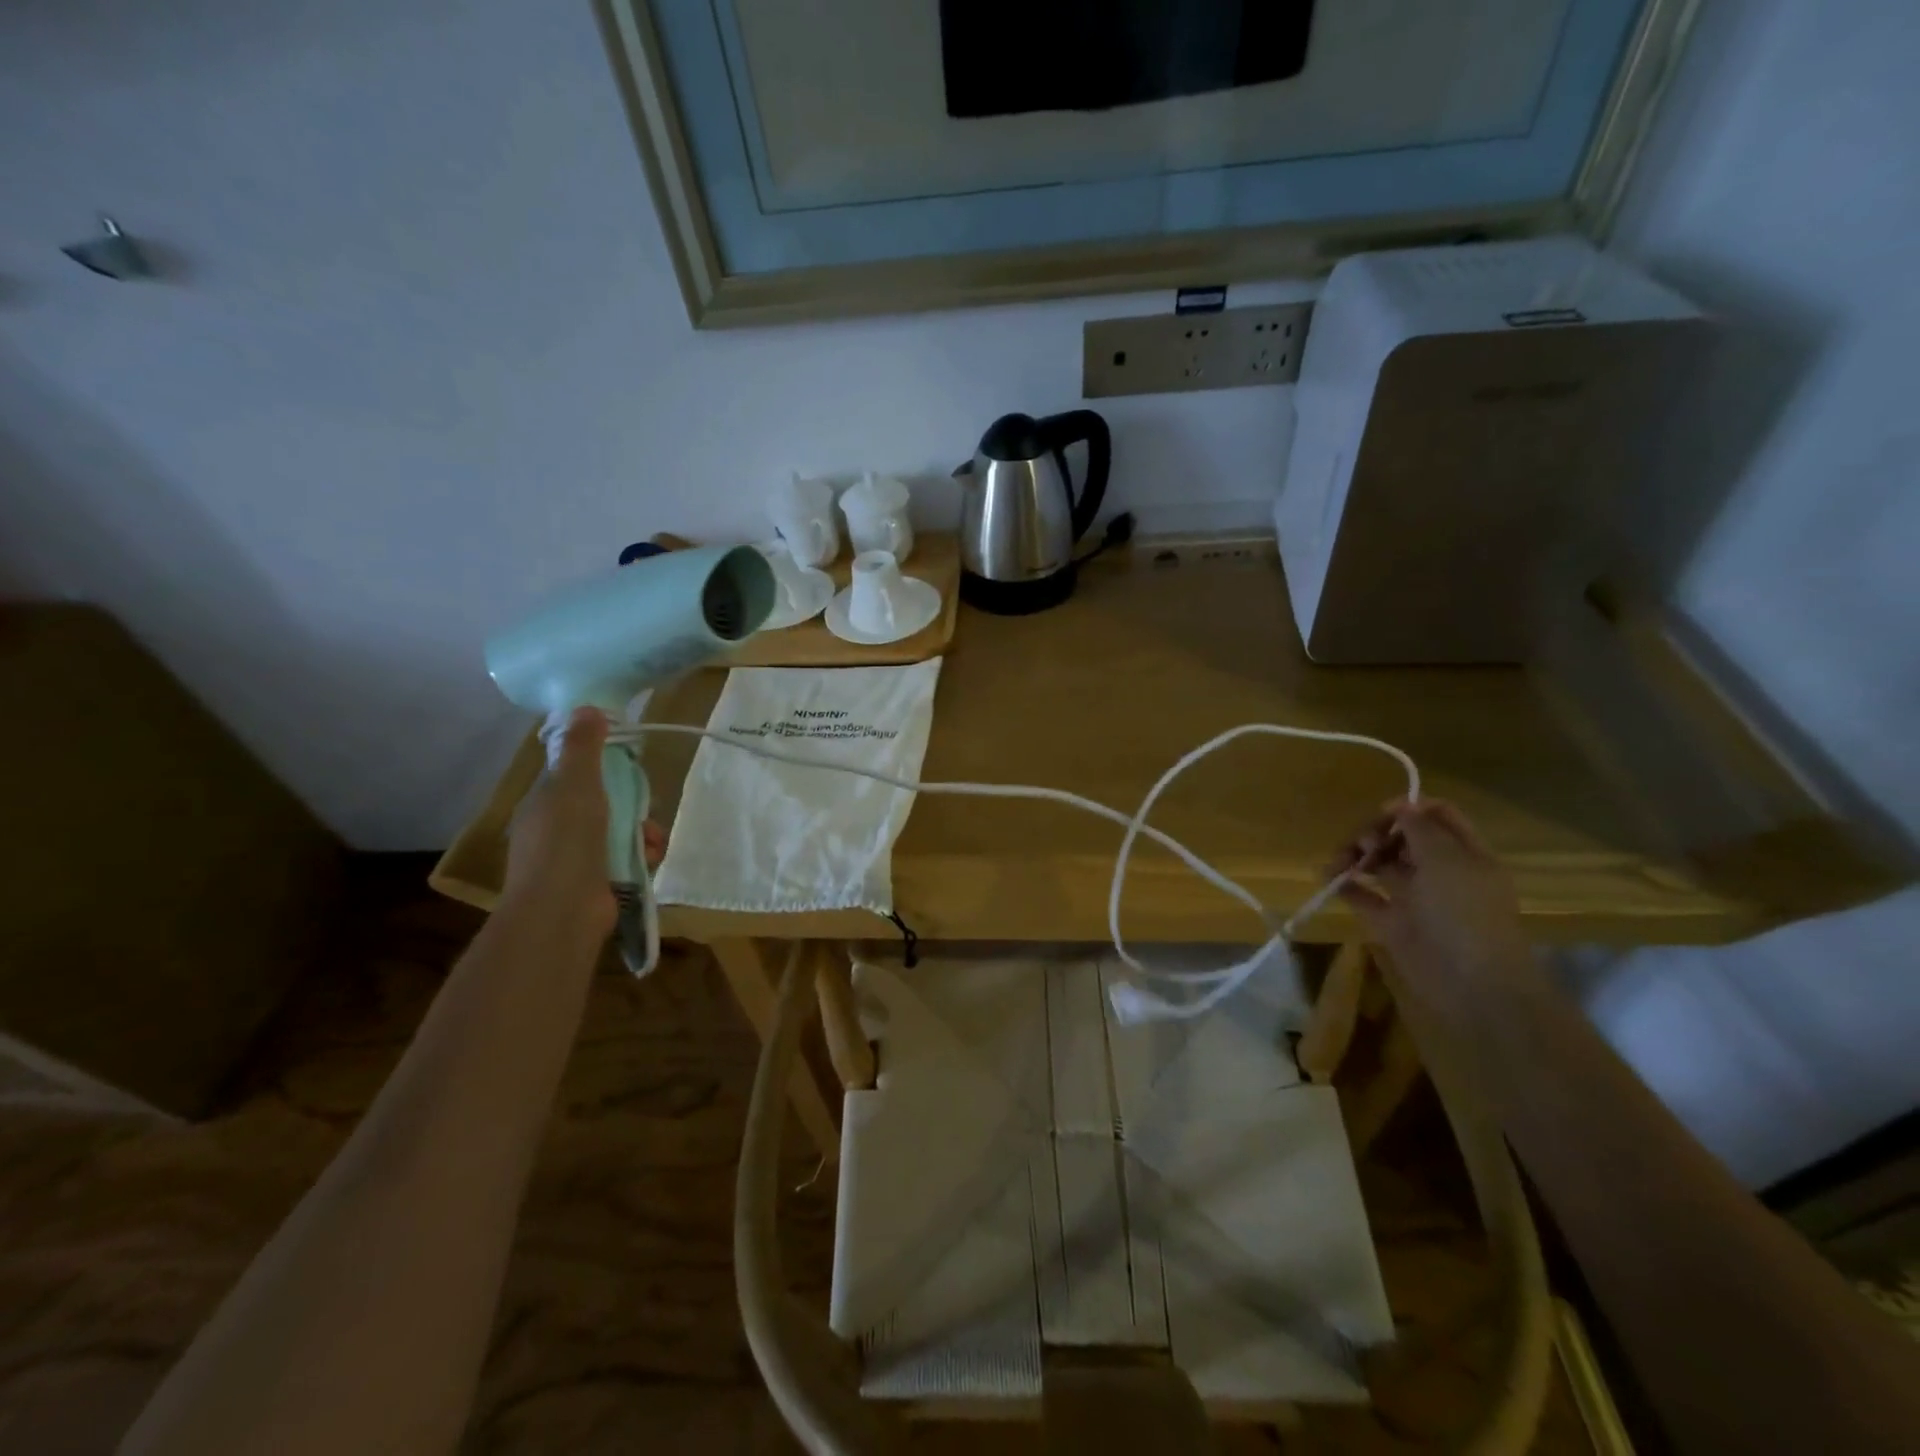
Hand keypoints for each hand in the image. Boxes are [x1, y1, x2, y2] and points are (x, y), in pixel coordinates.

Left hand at [504, 708, 666, 935]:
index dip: (601, 767)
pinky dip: (641, 856)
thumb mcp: (576, 784)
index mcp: (543, 804)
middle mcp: (553, 831)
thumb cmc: (566, 842)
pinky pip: (625, 859)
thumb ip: (583, 747)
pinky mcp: (594, 885)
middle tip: (647, 806)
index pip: (573, 776)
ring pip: (617, 832)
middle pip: (601, 804)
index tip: (627, 766)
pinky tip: (651, 858)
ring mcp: (573, 861)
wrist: (562, 911)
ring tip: (653, 839)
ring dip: (642, 831)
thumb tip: (586, 707)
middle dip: (631, 803)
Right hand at [1327, 798, 1533, 1028]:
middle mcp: (1440, 872)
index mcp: (1464, 854)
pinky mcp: (1392, 923)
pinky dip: (1345, 886)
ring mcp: (1416, 899)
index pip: (1438, 816)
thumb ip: (1420, 828)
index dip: (1409, 807)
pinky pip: (1364, 897)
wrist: (1473, 984)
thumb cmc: (1464, 913)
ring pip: (1381, 865)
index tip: (1382, 813)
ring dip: (1356, 856)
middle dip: (1377, 833)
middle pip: (1403, 838)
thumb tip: (1401, 806)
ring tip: (1337, 862)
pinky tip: (1328, 878)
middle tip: (1363, 844)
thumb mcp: (1446, 860)